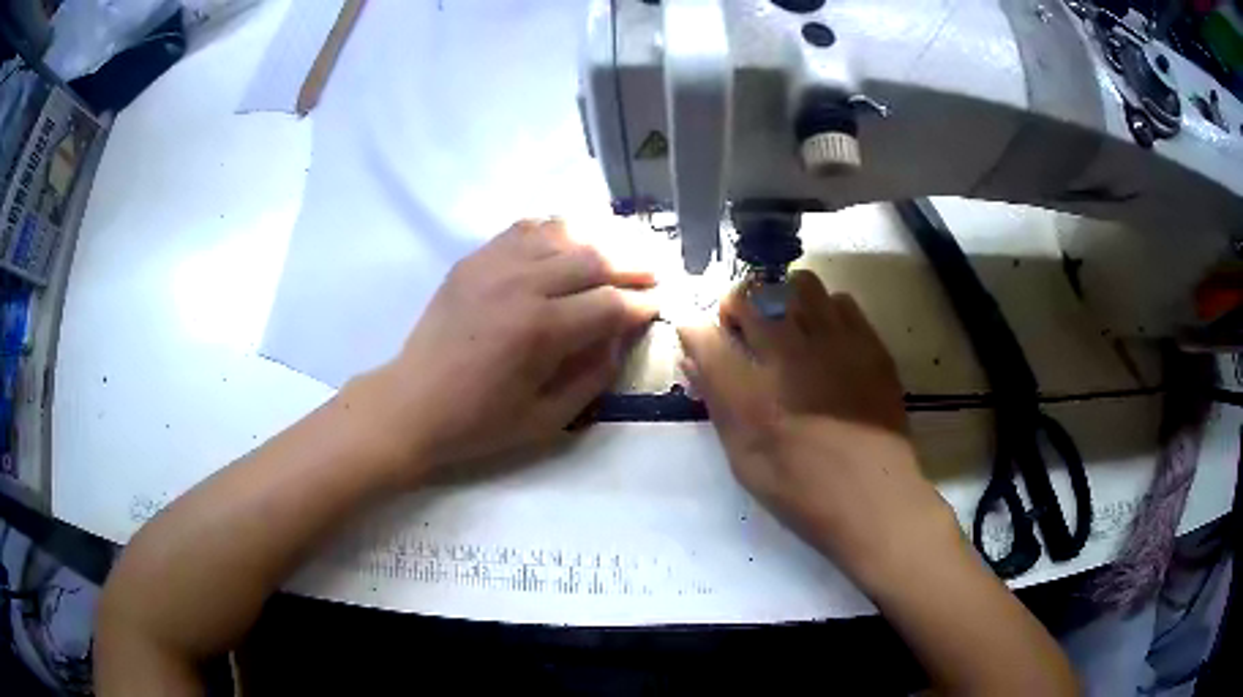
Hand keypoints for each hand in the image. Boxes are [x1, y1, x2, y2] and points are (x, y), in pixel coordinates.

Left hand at [354, 219, 655, 479]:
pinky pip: (525, 228)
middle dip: (633, 263)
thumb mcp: (547, 418)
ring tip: (622, 248)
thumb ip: (594, 375)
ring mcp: (494, 264)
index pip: (611, 303)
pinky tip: (569, 240)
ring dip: (600, 238)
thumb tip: (621, 336)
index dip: (642, 304)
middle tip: (655, 271)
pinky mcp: (475, 259)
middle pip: (594, 257)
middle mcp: (522, 284)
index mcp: (541, 330)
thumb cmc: (480, 421)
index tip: (659, 306)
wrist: (413, 403)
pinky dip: (555, 229)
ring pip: (563, 233)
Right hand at [678, 271, 958, 584]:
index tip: (697, 336)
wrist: (873, 497)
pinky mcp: (868, 343)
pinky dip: (824, 310)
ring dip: (782, 298)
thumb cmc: (802, 489)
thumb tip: (695, 363)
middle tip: (743, 331)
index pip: (704, 337)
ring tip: (787, 325)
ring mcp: (834, 342)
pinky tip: (826, 338)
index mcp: (750, 392)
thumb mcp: (744, 459)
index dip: (694, 331)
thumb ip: (718, 405)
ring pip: (799, 284)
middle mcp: (789, 354)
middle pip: (750, 296)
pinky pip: (840, 300)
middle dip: (736, 307)